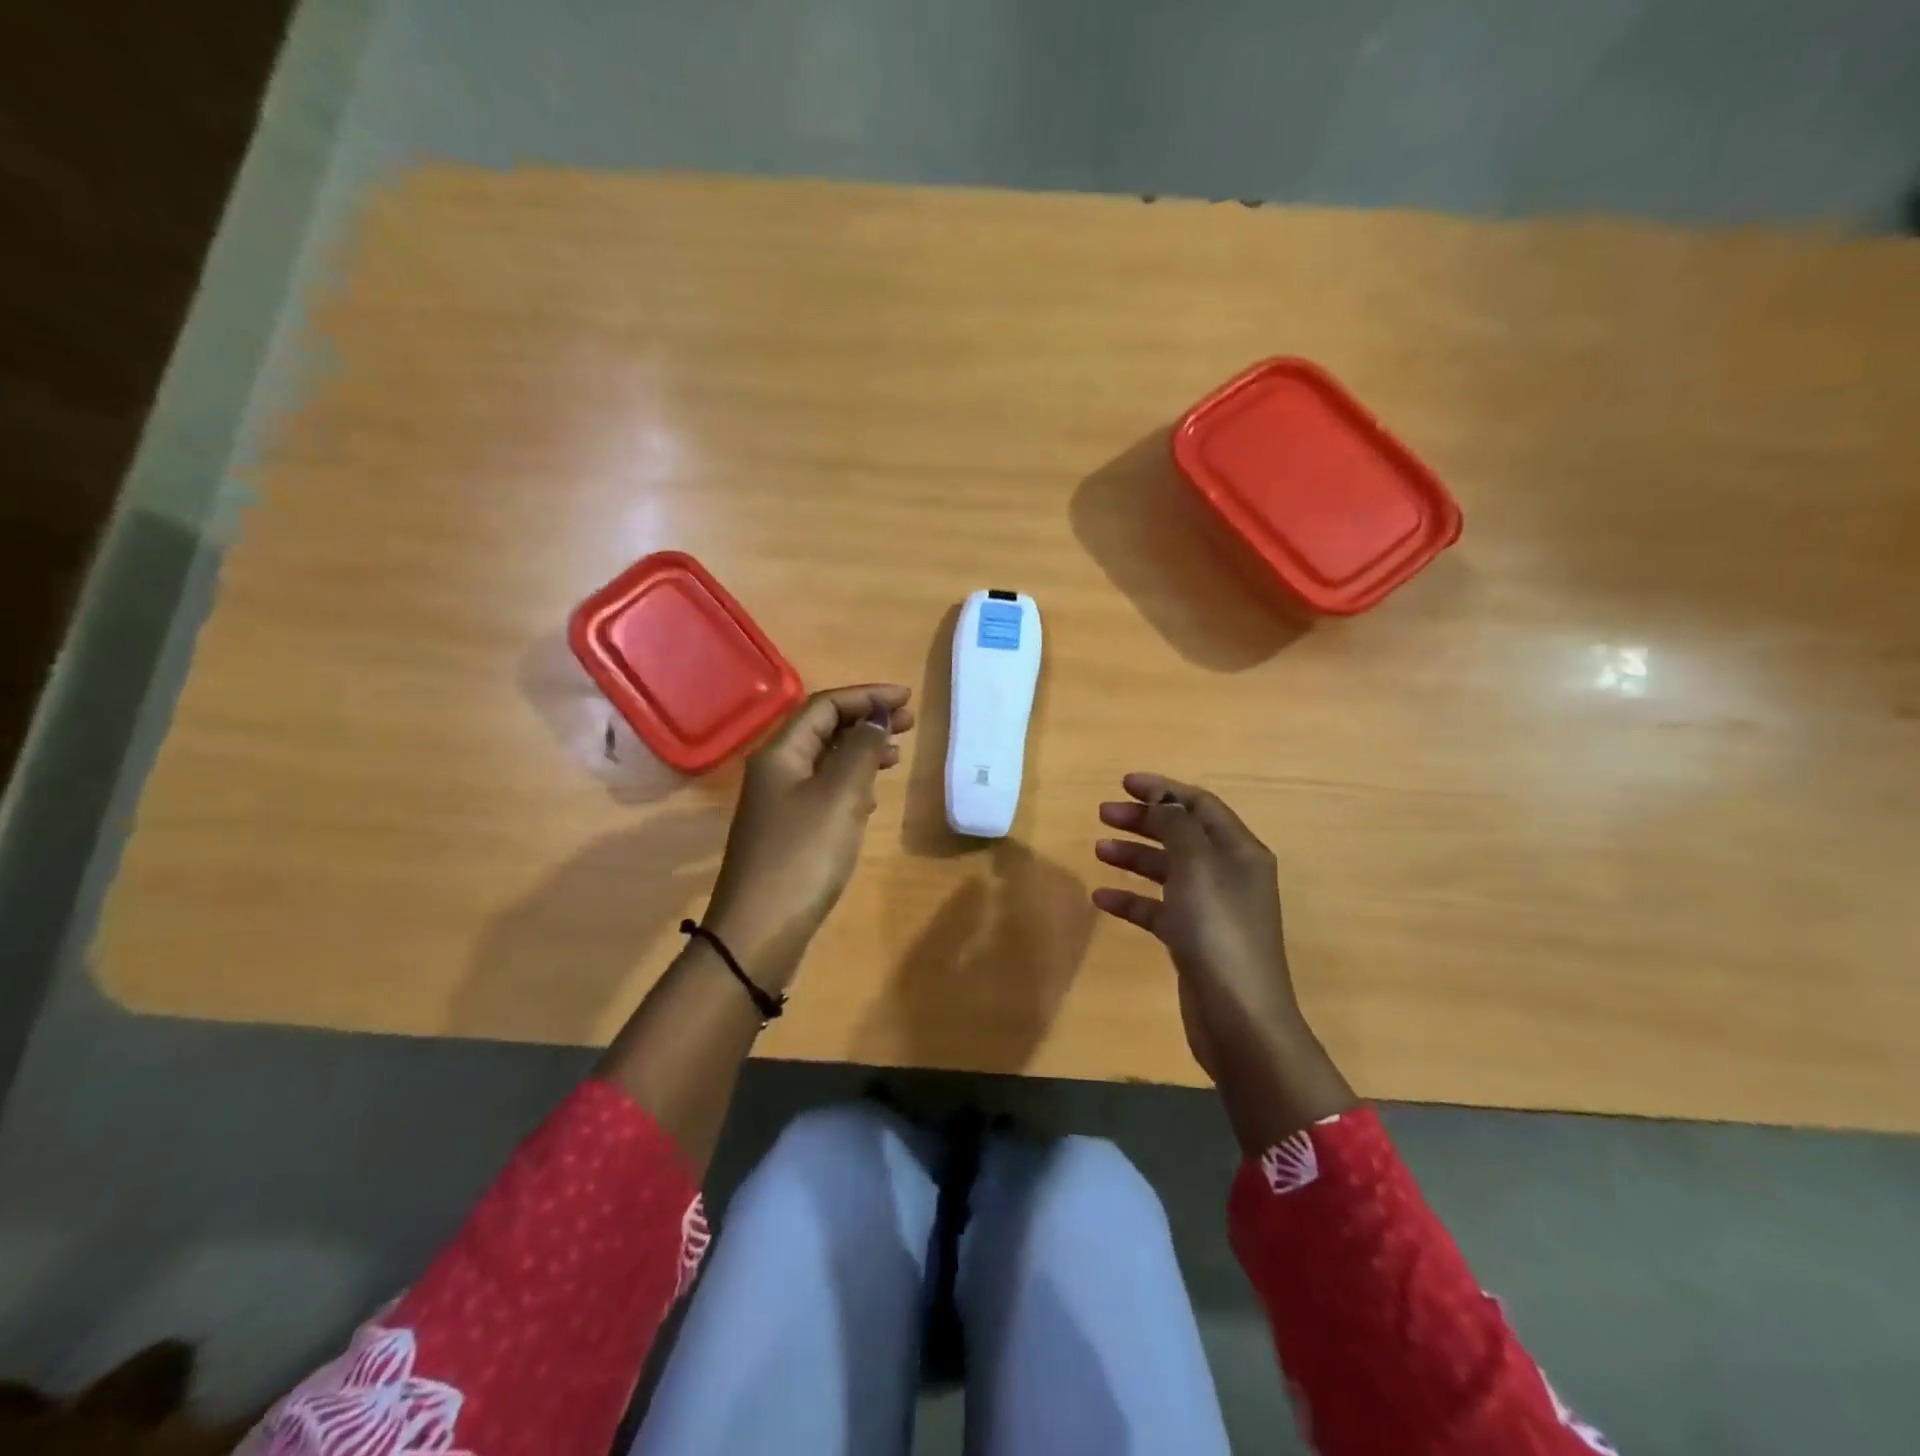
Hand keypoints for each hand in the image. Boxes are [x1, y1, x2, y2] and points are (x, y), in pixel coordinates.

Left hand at [704, 684, 912, 988]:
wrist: (759, 931)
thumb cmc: (802, 856)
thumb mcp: (839, 797)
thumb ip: (861, 751)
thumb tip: (877, 719)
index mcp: (780, 753)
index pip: (825, 706)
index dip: (867, 697)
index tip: (907, 700)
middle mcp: (775, 770)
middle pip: (823, 730)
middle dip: (866, 720)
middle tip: (909, 724)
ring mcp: (779, 803)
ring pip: (825, 761)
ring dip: (861, 752)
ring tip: (896, 756)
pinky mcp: (788, 831)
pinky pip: (823, 791)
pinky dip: (851, 783)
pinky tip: (871, 797)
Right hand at [1093, 773, 1301, 1077]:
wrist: (1238, 1016)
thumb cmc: (1218, 930)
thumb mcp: (1197, 866)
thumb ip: (1177, 826)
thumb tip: (1162, 801)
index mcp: (1239, 852)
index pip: (1200, 805)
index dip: (1164, 790)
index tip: (1124, 783)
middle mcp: (1228, 875)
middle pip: (1181, 834)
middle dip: (1143, 820)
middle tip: (1103, 814)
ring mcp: (1211, 909)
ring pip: (1167, 870)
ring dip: (1134, 856)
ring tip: (1098, 850)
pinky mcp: (1192, 940)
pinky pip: (1158, 908)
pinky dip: (1132, 899)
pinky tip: (1103, 898)